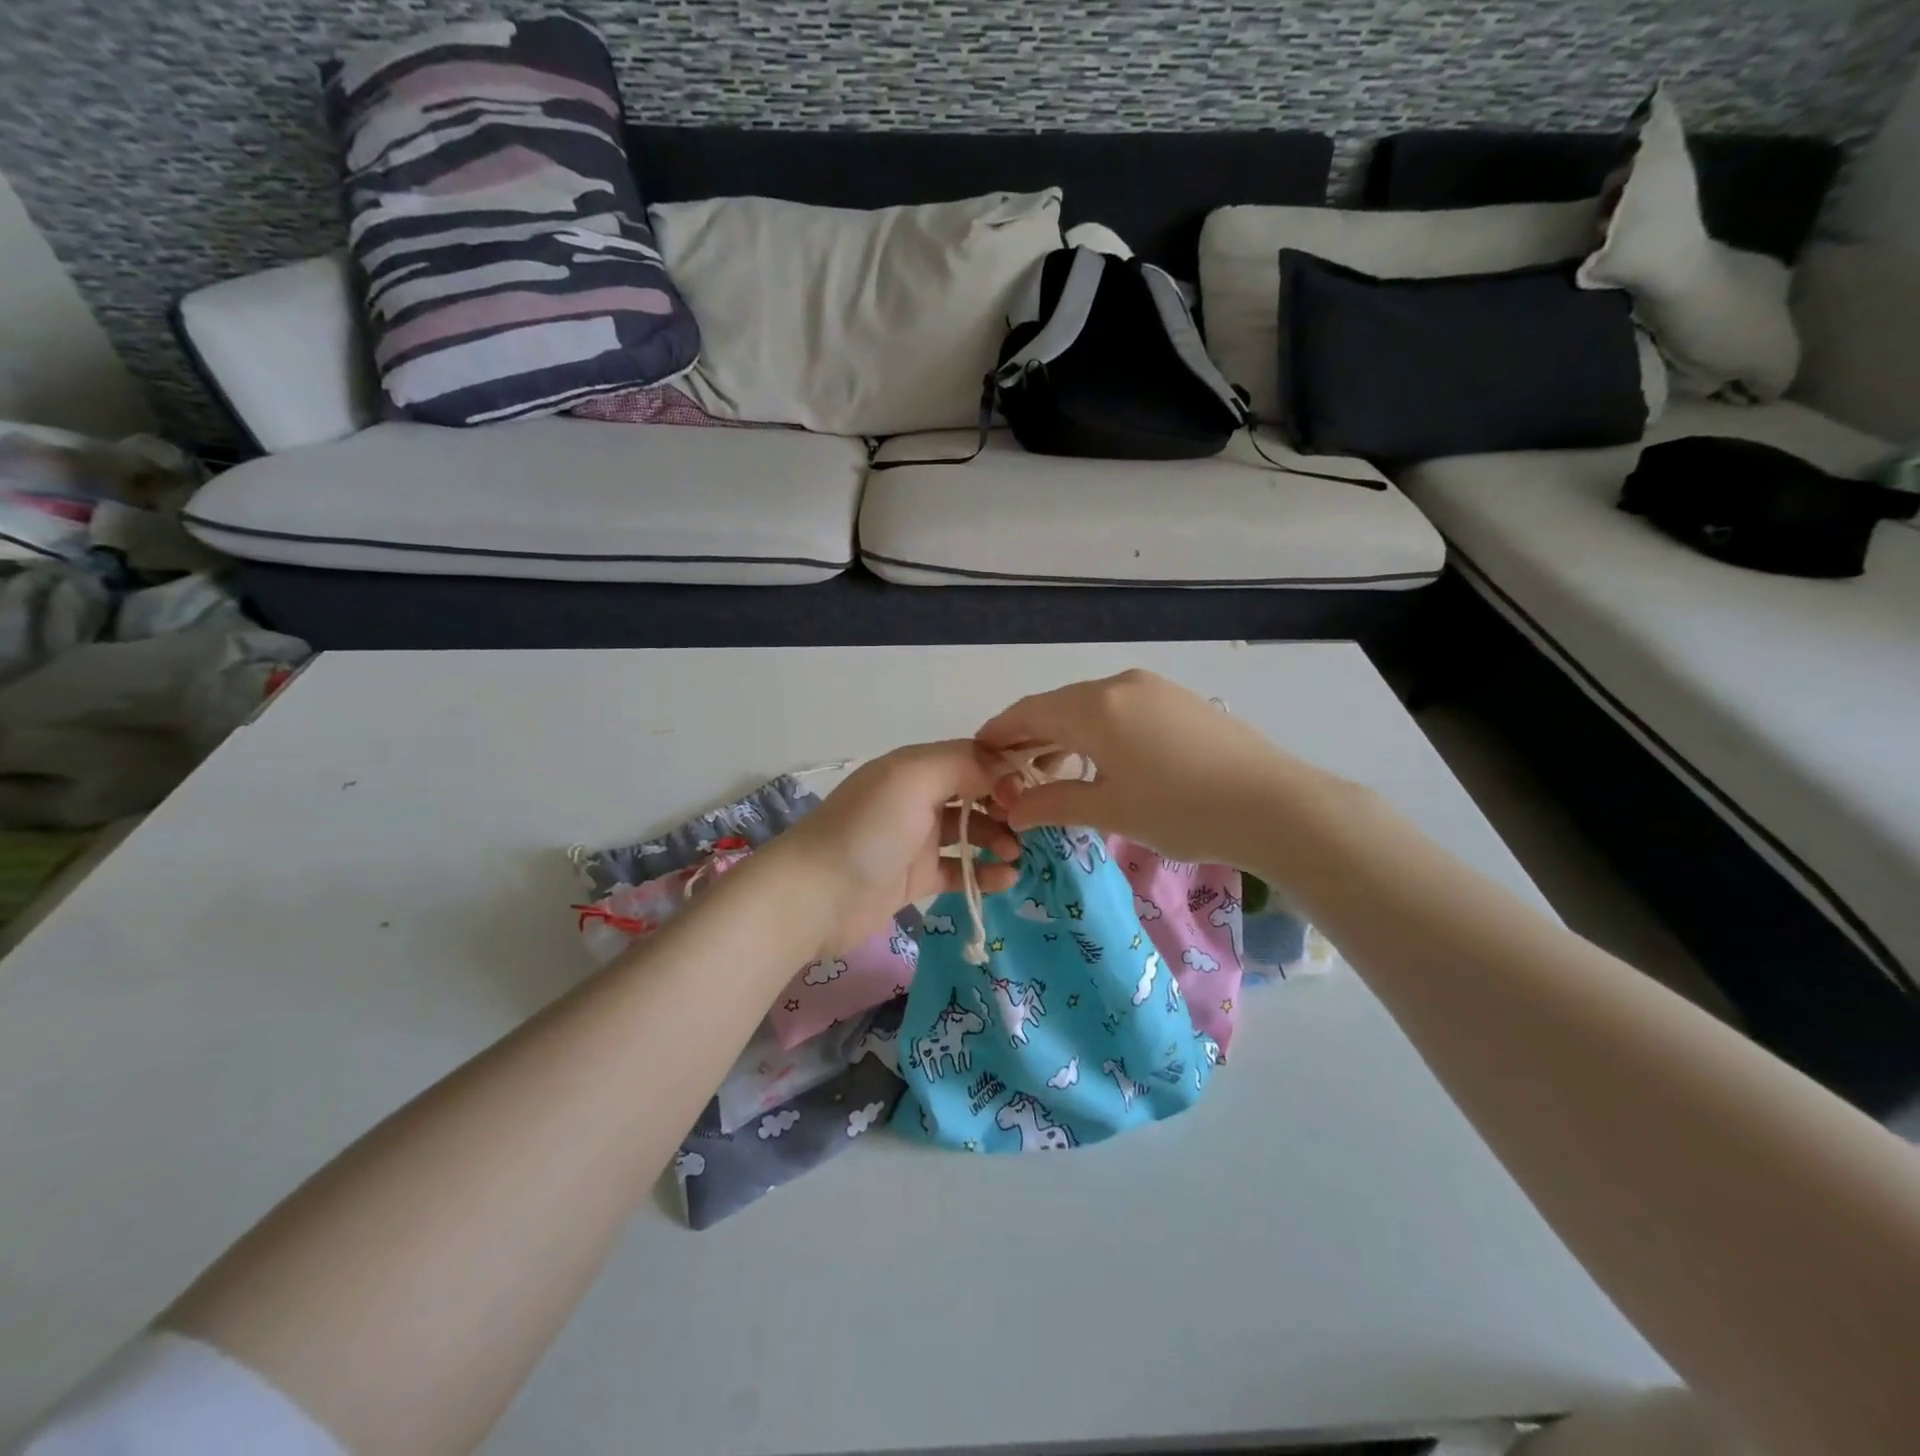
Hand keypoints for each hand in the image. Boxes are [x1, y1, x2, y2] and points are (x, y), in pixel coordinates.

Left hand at [775, 741, 1020, 954]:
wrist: (814, 896)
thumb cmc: (867, 830)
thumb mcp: (913, 779)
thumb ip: (963, 765)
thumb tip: (1005, 770)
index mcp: (916, 767)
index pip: (972, 757)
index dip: (1005, 770)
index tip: (1034, 790)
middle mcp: (917, 798)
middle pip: (975, 794)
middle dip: (1006, 806)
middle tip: (1031, 826)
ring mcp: (915, 840)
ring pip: (970, 832)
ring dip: (999, 839)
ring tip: (1019, 855)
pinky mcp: (914, 879)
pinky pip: (958, 870)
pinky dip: (983, 874)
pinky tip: (1007, 880)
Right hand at [976, 669, 1344, 868]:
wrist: (1276, 805)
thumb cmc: (1181, 810)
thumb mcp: (1109, 811)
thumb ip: (1053, 803)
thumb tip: (1013, 809)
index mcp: (1094, 707)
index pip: (1029, 713)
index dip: (998, 733)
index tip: (977, 754)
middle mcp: (1119, 684)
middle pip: (1058, 706)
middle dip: (1031, 737)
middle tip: (1013, 773)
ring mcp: (1153, 688)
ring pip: (1091, 707)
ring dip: (1065, 735)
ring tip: (1056, 773)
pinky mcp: (1179, 700)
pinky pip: (1121, 709)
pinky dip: (1098, 731)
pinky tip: (1103, 761)